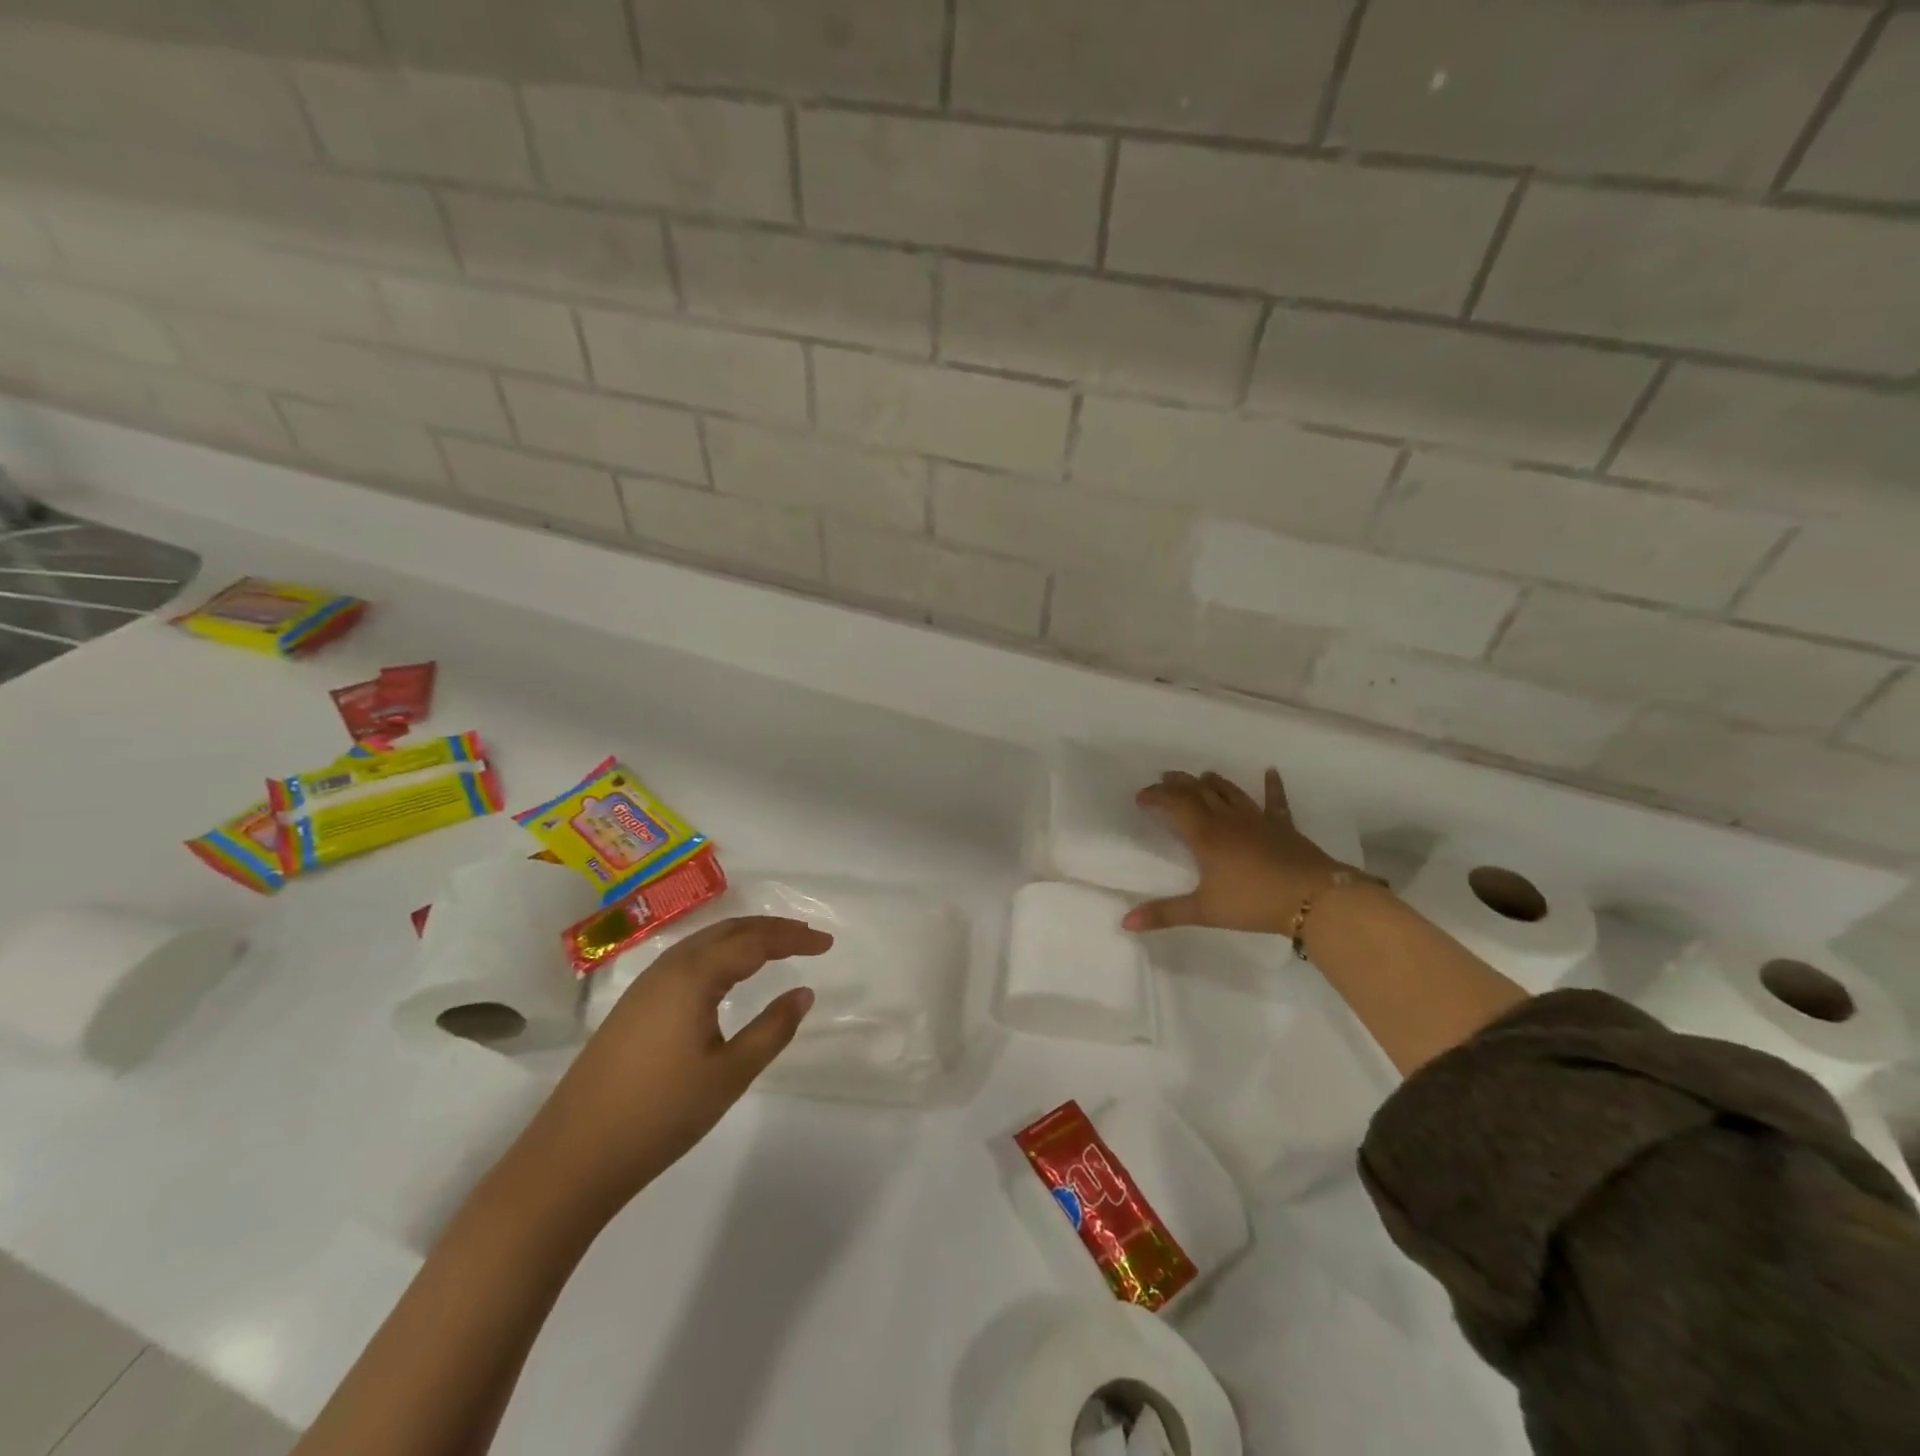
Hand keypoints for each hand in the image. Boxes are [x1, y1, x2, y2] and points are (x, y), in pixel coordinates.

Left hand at [523, 916, 828, 1218]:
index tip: (827, 944)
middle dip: (771, 929)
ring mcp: (645, 985)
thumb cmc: (660, 1114)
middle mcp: (669, 967)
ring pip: (705, 943)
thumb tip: (804, 992)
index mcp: (694, 975)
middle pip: (729, 930)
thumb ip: (772, 1029)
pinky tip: (728, 976)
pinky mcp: (633, 1006)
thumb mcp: (729, 1074)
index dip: (795, 938)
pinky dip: (720, 955)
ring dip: (744, 938)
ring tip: (777, 949)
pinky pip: (688, 960)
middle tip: (808, 938)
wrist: (571, 1157)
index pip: (755, 941)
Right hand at [1122, 769, 1350, 935]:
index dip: (1156, 796)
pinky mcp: (1282, 825)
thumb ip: (1164, 914)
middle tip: (1165, 779)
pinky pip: (1275, 800)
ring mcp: (1257, 819)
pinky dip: (1272, 785)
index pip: (1174, 804)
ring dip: (1212, 781)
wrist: (1312, 898)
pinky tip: (1270, 772)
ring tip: (1201, 776)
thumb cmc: (1253, 902)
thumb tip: (1125, 922)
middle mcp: (1227, 819)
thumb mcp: (1204, 911)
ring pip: (1229, 791)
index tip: (1141, 797)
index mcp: (1205, 834)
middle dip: (1179, 783)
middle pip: (1199, 791)